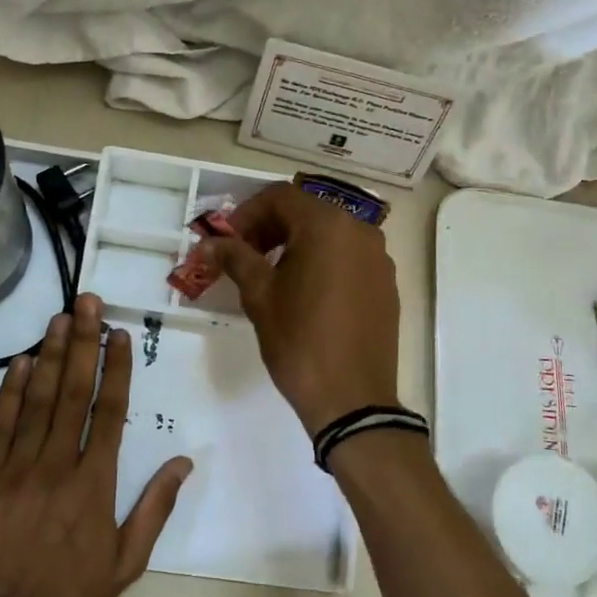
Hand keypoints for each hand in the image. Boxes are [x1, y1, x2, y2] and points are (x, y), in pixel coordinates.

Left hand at [0, 294, 192, 596]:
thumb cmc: (72, 596)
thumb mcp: (128, 562)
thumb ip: (156, 508)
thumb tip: (184, 461)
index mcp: (95, 483)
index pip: (110, 411)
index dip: (115, 368)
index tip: (118, 333)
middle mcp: (57, 466)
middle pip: (73, 393)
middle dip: (82, 343)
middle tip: (87, 303)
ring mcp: (16, 470)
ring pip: (36, 401)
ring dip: (48, 356)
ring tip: (59, 318)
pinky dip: (9, 393)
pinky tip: (18, 363)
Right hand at [192, 183, 400, 435]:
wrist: (352, 399)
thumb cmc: (300, 340)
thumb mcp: (260, 296)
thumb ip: (235, 258)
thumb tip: (210, 242)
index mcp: (328, 225)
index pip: (280, 197)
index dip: (247, 213)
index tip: (227, 240)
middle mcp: (360, 231)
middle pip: (306, 212)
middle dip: (270, 227)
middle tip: (242, 255)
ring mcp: (379, 258)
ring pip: (329, 234)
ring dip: (295, 244)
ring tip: (270, 274)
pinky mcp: (386, 284)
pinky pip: (348, 257)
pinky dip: (322, 261)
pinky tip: (304, 292)